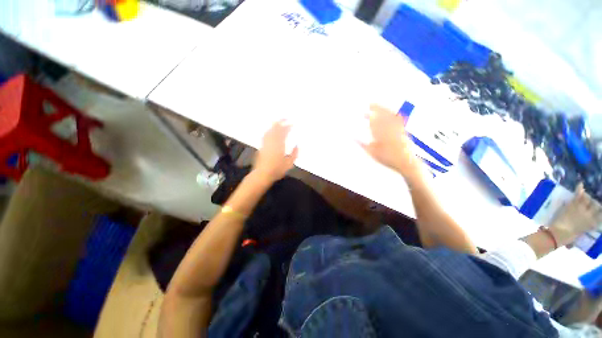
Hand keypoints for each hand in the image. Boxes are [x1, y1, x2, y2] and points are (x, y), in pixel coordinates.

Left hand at [253, 120, 297, 182]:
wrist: (262, 174)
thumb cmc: (277, 170)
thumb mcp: (289, 163)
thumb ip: (294, 153)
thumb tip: (297, 145)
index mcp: (279, 145)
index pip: (284, 133)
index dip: (288, 127)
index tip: (292, 124)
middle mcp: (272, 142)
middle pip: (276, 129)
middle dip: (281, 123)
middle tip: (285, 118)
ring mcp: (265, 143)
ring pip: (270, 131)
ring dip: (274, 125)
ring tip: (279, 122)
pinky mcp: (261, 146)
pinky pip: (265, 135)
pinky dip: (269, 131)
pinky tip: (270, 131)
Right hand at [360, 104, 419, 178]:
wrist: (405, 162)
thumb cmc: (387, 158)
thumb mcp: (372, 153)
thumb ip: (363, 144)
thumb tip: (353, 138)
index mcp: (380, 134)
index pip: (373, 122)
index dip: (368, 116)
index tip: (363, 112)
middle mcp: (389, 129)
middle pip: (382, 115)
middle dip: (376, 108)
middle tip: (370, 104)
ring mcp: (397, 128)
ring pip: (390, 116)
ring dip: (384, 109)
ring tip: (379, 106)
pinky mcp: (403, 130)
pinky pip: (399, 120)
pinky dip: (394, 115)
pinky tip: (392, 113)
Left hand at [549, 183, 601, 245]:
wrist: (559, 234)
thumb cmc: (567, 238)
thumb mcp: (577, 236)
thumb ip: (579, 234)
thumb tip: (575, 240)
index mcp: (592, 225)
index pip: (601, 216)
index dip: (600, 212)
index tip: (600, 209)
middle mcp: (589, 215)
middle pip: (595, 206)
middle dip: (594, 204)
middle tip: (591, 202)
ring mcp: (581, 209)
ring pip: (587, 199)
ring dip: (586, 197)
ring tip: (584, 195)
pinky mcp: (573, 205)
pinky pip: (577, 195)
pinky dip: (579, 189)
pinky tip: (580, 184)